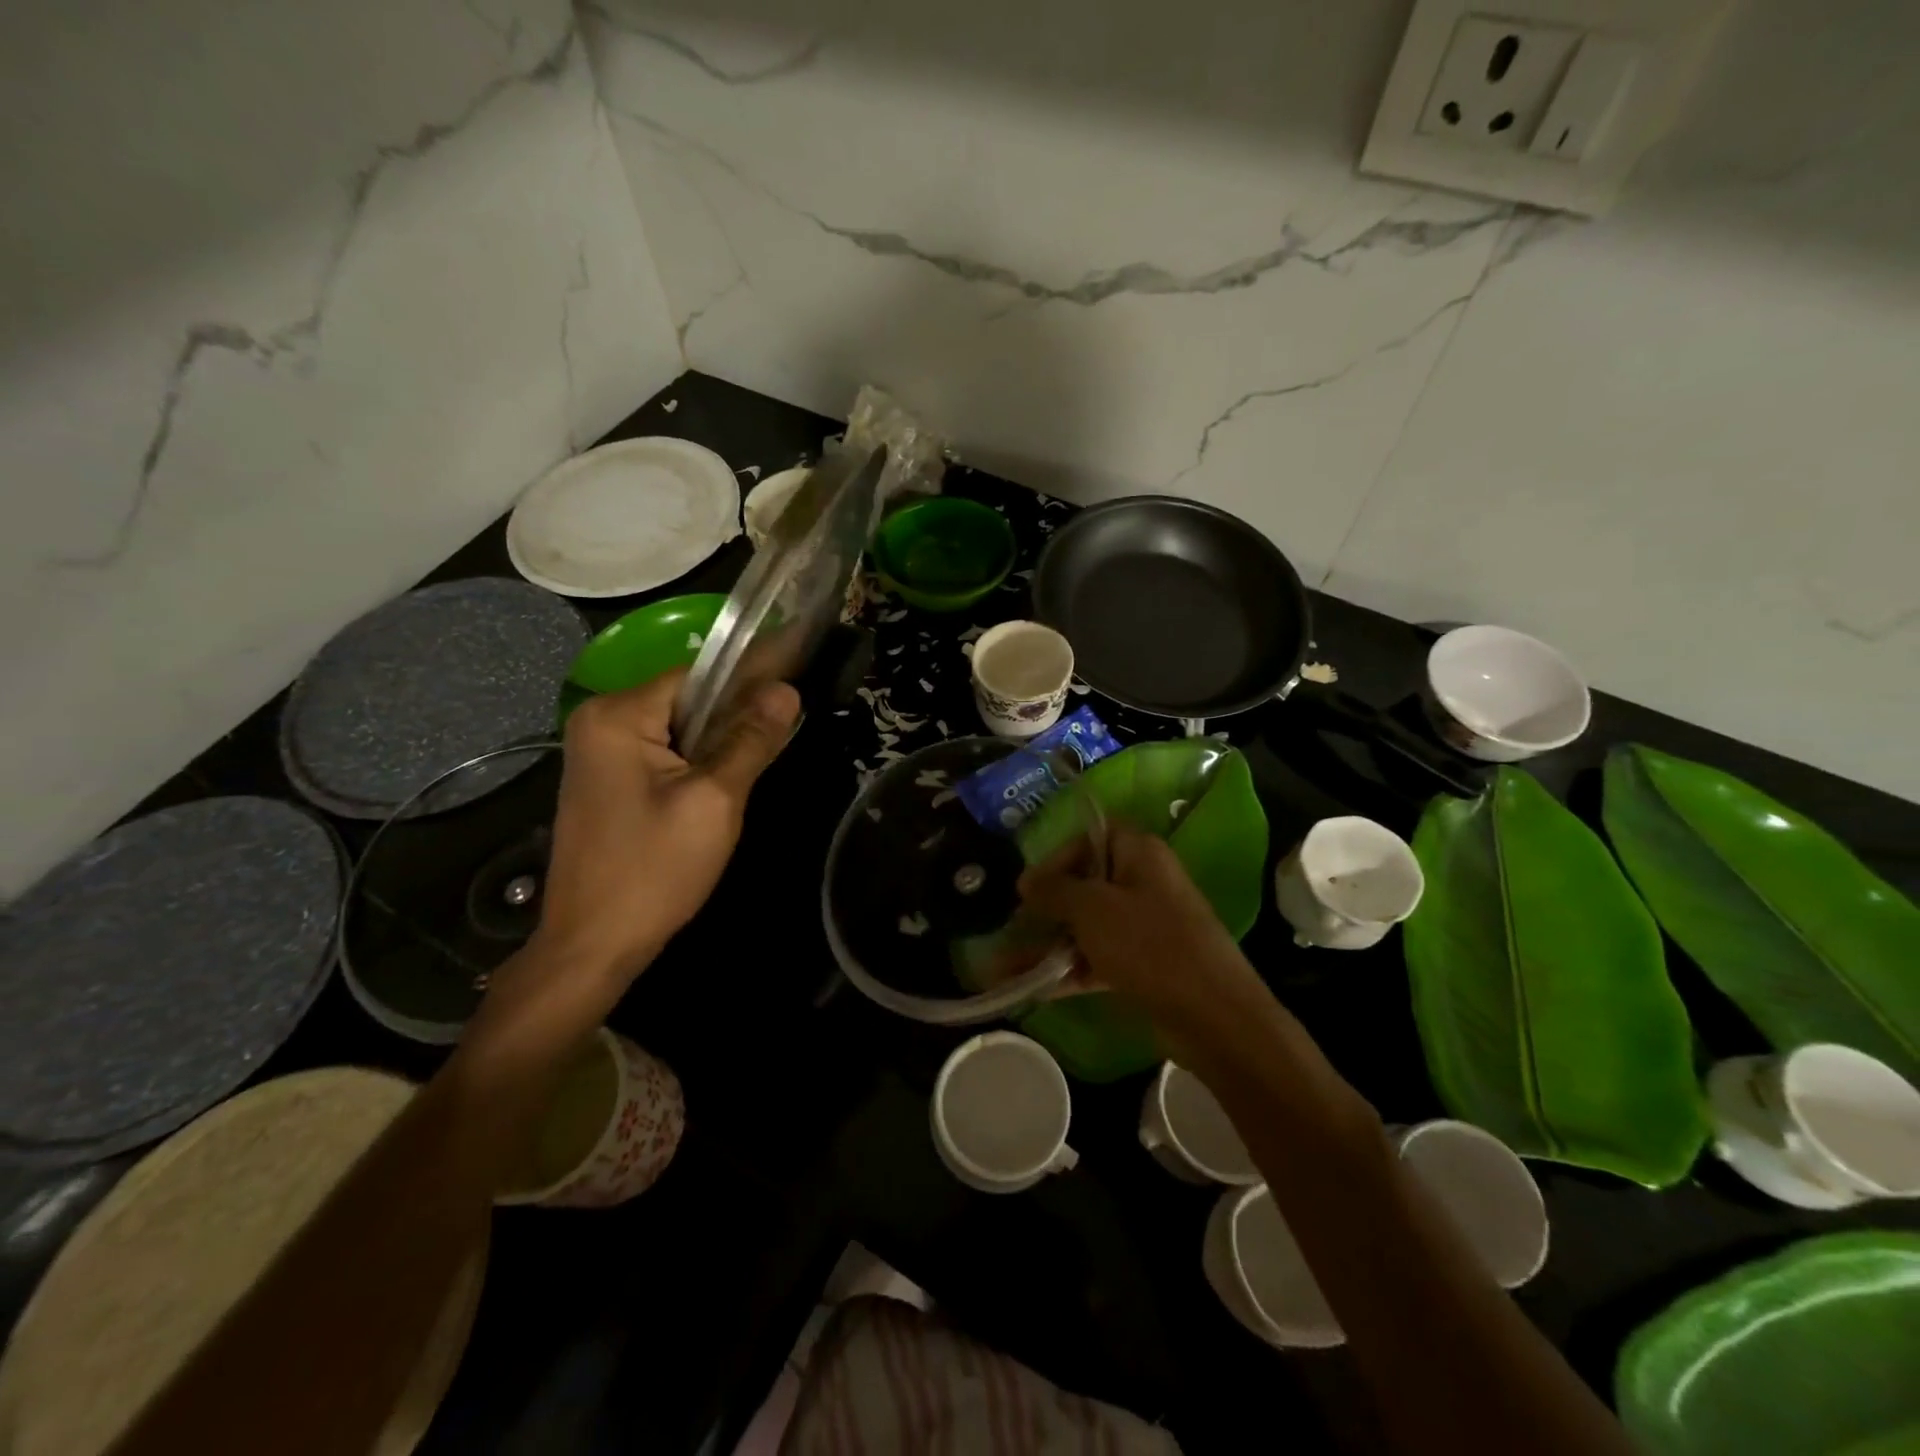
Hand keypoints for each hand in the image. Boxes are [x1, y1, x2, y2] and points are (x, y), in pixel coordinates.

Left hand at [530, 667, 800, 990]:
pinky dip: (695, 763)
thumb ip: (750, 740)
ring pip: (678, 729)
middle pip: (686, 700)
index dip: (748, 682)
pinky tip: (720, 787)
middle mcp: (599, 721)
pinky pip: (663, 753)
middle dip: (733, 720)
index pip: (697, 675)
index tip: (793, 694)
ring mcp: (598, 752)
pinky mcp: (606, 781)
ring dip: (717, 745)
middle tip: (777, 745)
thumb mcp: (714, 801)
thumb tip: (786, 690)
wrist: (593, 945)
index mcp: (618, 715)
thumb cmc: (654, 870)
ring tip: (754, 769)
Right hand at [1017, 822, 1276, 1067]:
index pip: (1090, 837)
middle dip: (1044, 909)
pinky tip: (1029, 988)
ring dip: (1047, 945)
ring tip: (1002, 969)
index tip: (1028, 886)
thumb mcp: (1092, 909)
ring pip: (1086, 927)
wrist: (1213, 1015)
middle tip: (1010, 928)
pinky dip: (1067, 970)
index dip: (1057, 857)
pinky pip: (1097, 958)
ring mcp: (1144, 927)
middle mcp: (1143, 883)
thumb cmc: (1149, 944)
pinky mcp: (1144, 965)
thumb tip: (1026, 881)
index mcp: (1139, 853)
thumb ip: (1054, 890)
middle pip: (1084, 884)